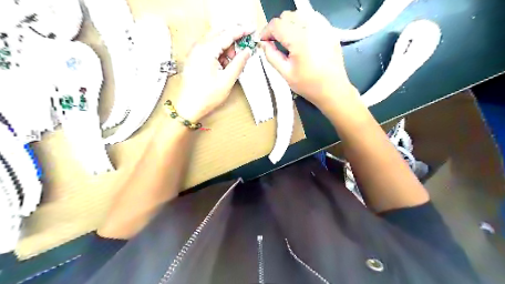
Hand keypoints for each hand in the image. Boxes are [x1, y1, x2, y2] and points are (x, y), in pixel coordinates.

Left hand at [176, 25, 254, 120]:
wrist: (188, 107)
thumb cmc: (206, 96)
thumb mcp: (227, 80)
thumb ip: (238, 63)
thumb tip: (247, 52)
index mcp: (207, 50)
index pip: (227, 34)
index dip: (241, 31)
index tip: (251, 30)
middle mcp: (198, 47)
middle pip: (220, 34)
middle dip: (233, 40)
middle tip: (243, 51)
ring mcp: (194, 52)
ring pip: (214, 40)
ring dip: (226, 48)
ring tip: (231, 64)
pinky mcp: (194, 58)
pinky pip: (208, 48)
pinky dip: (218, 52)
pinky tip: (222, 65)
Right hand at [260, 10, 358, 109]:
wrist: (333, 89)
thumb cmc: (308, 85)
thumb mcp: (286, 73)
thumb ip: (272, 56)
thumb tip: (263, 44)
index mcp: (299, 39)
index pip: (276, 24)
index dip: (266, 31)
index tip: (263, 42)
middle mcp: (311, 27)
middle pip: (287, 16)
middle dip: (277, 27)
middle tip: (275, 42)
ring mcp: (323, 27)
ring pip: (299, 14)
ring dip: (290, 24)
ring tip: (289, 40)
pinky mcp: (330, 29)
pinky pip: (312, 17)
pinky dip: (303, 23)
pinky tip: (302, 37)